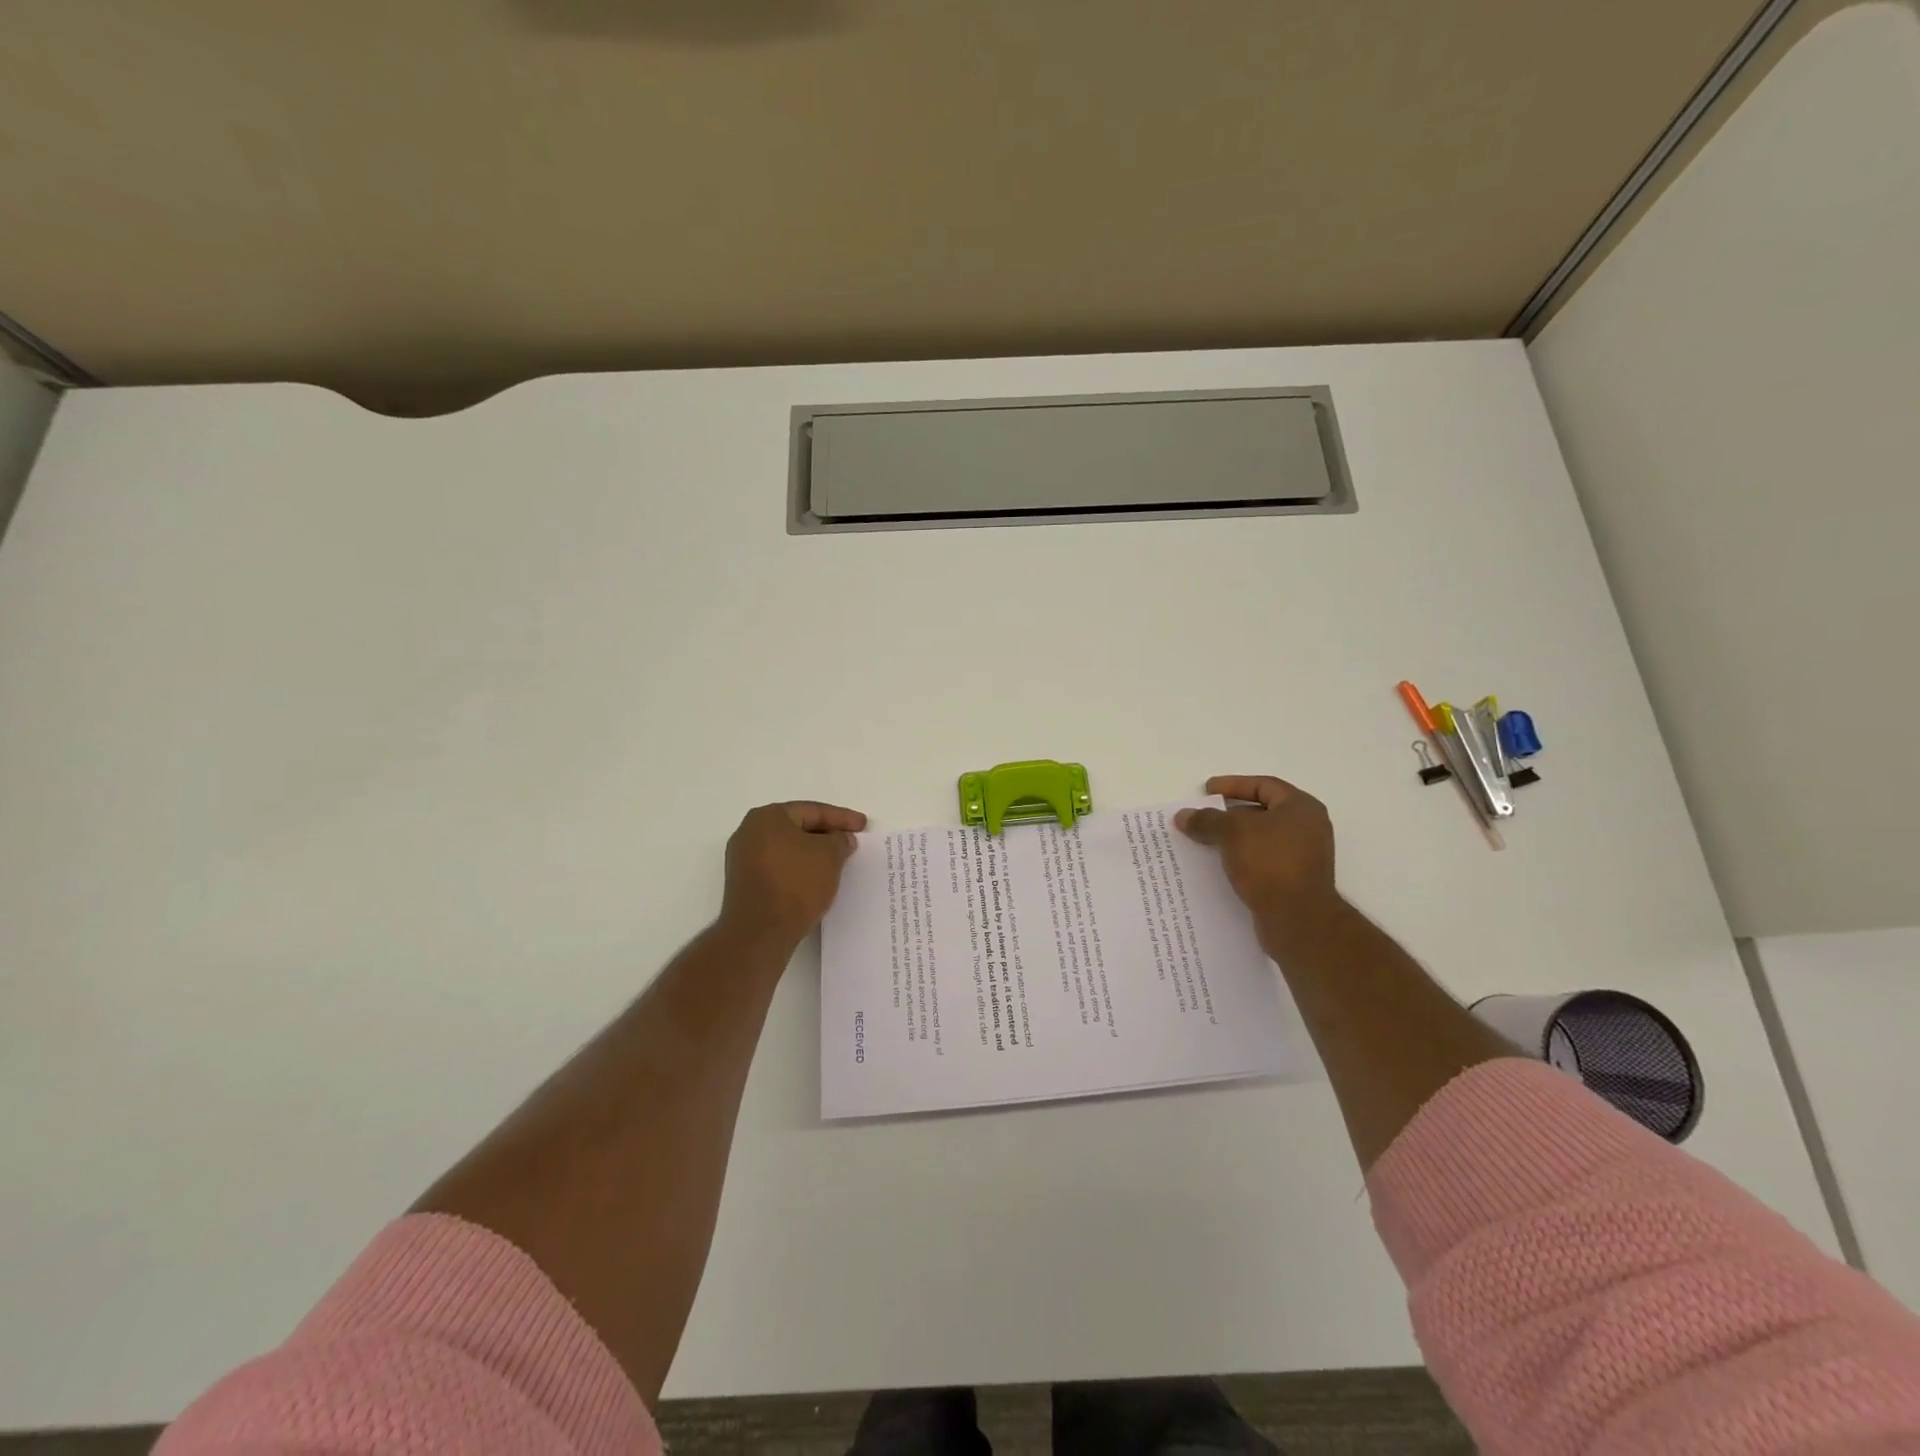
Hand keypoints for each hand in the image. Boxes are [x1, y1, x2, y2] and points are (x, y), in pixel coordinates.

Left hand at [720, 800, 866, 945]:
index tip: (862, 825)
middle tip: (850, 840)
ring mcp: (742, 859)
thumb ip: (840, 840)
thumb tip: (840, 838)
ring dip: (812, 853)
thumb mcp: (830, 856)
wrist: (760, 932)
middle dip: (825, 834)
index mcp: (768, 817)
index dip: (841, 817)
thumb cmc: (796, 884)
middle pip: (797, 827)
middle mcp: (749, 832)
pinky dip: (798, 869)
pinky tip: (816, 879)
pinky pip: (778, 867)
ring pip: (787, 848)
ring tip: (837, 861)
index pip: (812, 810)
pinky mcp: (744, 883)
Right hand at [1175, 776, 1337, 923]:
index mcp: (1301, 808)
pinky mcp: (1294, 882)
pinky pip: (1262, 862)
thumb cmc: (1270, 863)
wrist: (1298, 920)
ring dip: (1232, 840)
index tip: (1206, 790)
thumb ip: (1207, 820)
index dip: (1233, 785)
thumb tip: (1183, 815)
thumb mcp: (1233, 832)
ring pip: (1260, 839)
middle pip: (1262, 812)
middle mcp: (1307, 829)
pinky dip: (1240, 860)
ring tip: (1204, 843)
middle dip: (1229, 814)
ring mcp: (1303, 857)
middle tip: (1202, 818)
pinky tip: (1218, 867)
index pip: (1264, 785)